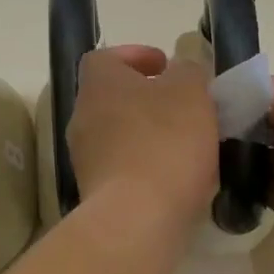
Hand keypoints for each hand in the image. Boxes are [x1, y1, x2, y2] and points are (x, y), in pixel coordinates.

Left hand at [67, 46, 218, 231]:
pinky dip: (145, 165)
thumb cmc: (164, 142)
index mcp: (100, 84)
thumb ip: (188, 72)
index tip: (165, 65)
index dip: (135, 56)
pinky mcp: (95, 193)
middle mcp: (83, 116)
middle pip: (112, 97)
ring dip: (146, 133)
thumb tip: (180, 71)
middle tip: (181, 105)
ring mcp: (85, 157)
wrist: (138, 218)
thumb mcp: (191, 92)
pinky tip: (175, 176)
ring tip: (184, 143)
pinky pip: (122, 167)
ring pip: (117, 134)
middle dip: (145, 98)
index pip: (106, 58)